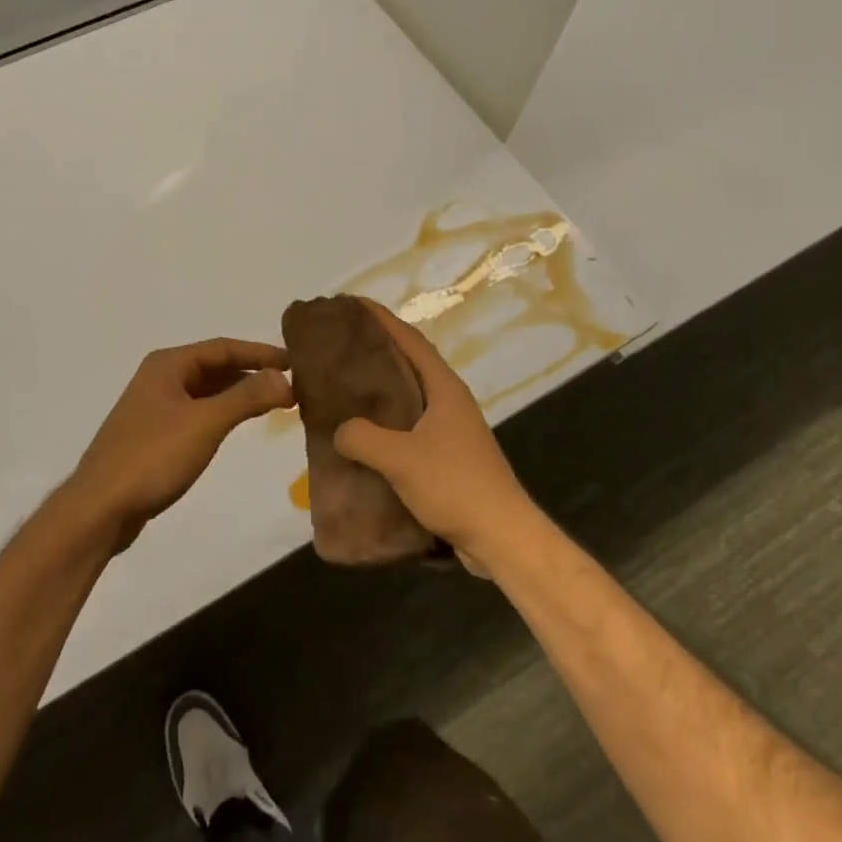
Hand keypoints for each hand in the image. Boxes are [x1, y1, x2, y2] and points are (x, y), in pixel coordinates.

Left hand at [68, 338, 293, 551]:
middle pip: (215, 366)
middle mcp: (160, 377)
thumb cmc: (153, 456)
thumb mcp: (205, 423)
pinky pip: (198, 412)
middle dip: (252, 373)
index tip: (295, 361)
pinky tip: (239, 424)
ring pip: (206, 391)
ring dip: (239, 394)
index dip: (260, 353)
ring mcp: (155, 407)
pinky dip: (222, 413)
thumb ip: (247, 398)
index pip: (223, 347)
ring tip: (275, 402)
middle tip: (291, 383)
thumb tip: (284, 378)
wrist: (100, 508)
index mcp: (168, 364)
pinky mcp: (155, 434)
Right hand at [333, 300, 534, 567]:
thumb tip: (340, 430)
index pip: (410, 340)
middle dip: (376, 349)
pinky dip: (385, 422)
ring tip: (344, 384)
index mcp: (444, 388)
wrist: (501, 538)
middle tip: (340, 343)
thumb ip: (362, 437)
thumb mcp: (401, 458)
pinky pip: (409, 426)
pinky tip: (362, 434)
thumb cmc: (455, 486)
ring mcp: (451, 429)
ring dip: (380, 387)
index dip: (382, 319)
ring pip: (408, 396)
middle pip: (408, 363)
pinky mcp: (448, 456)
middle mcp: (449, 401)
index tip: (352, 303)